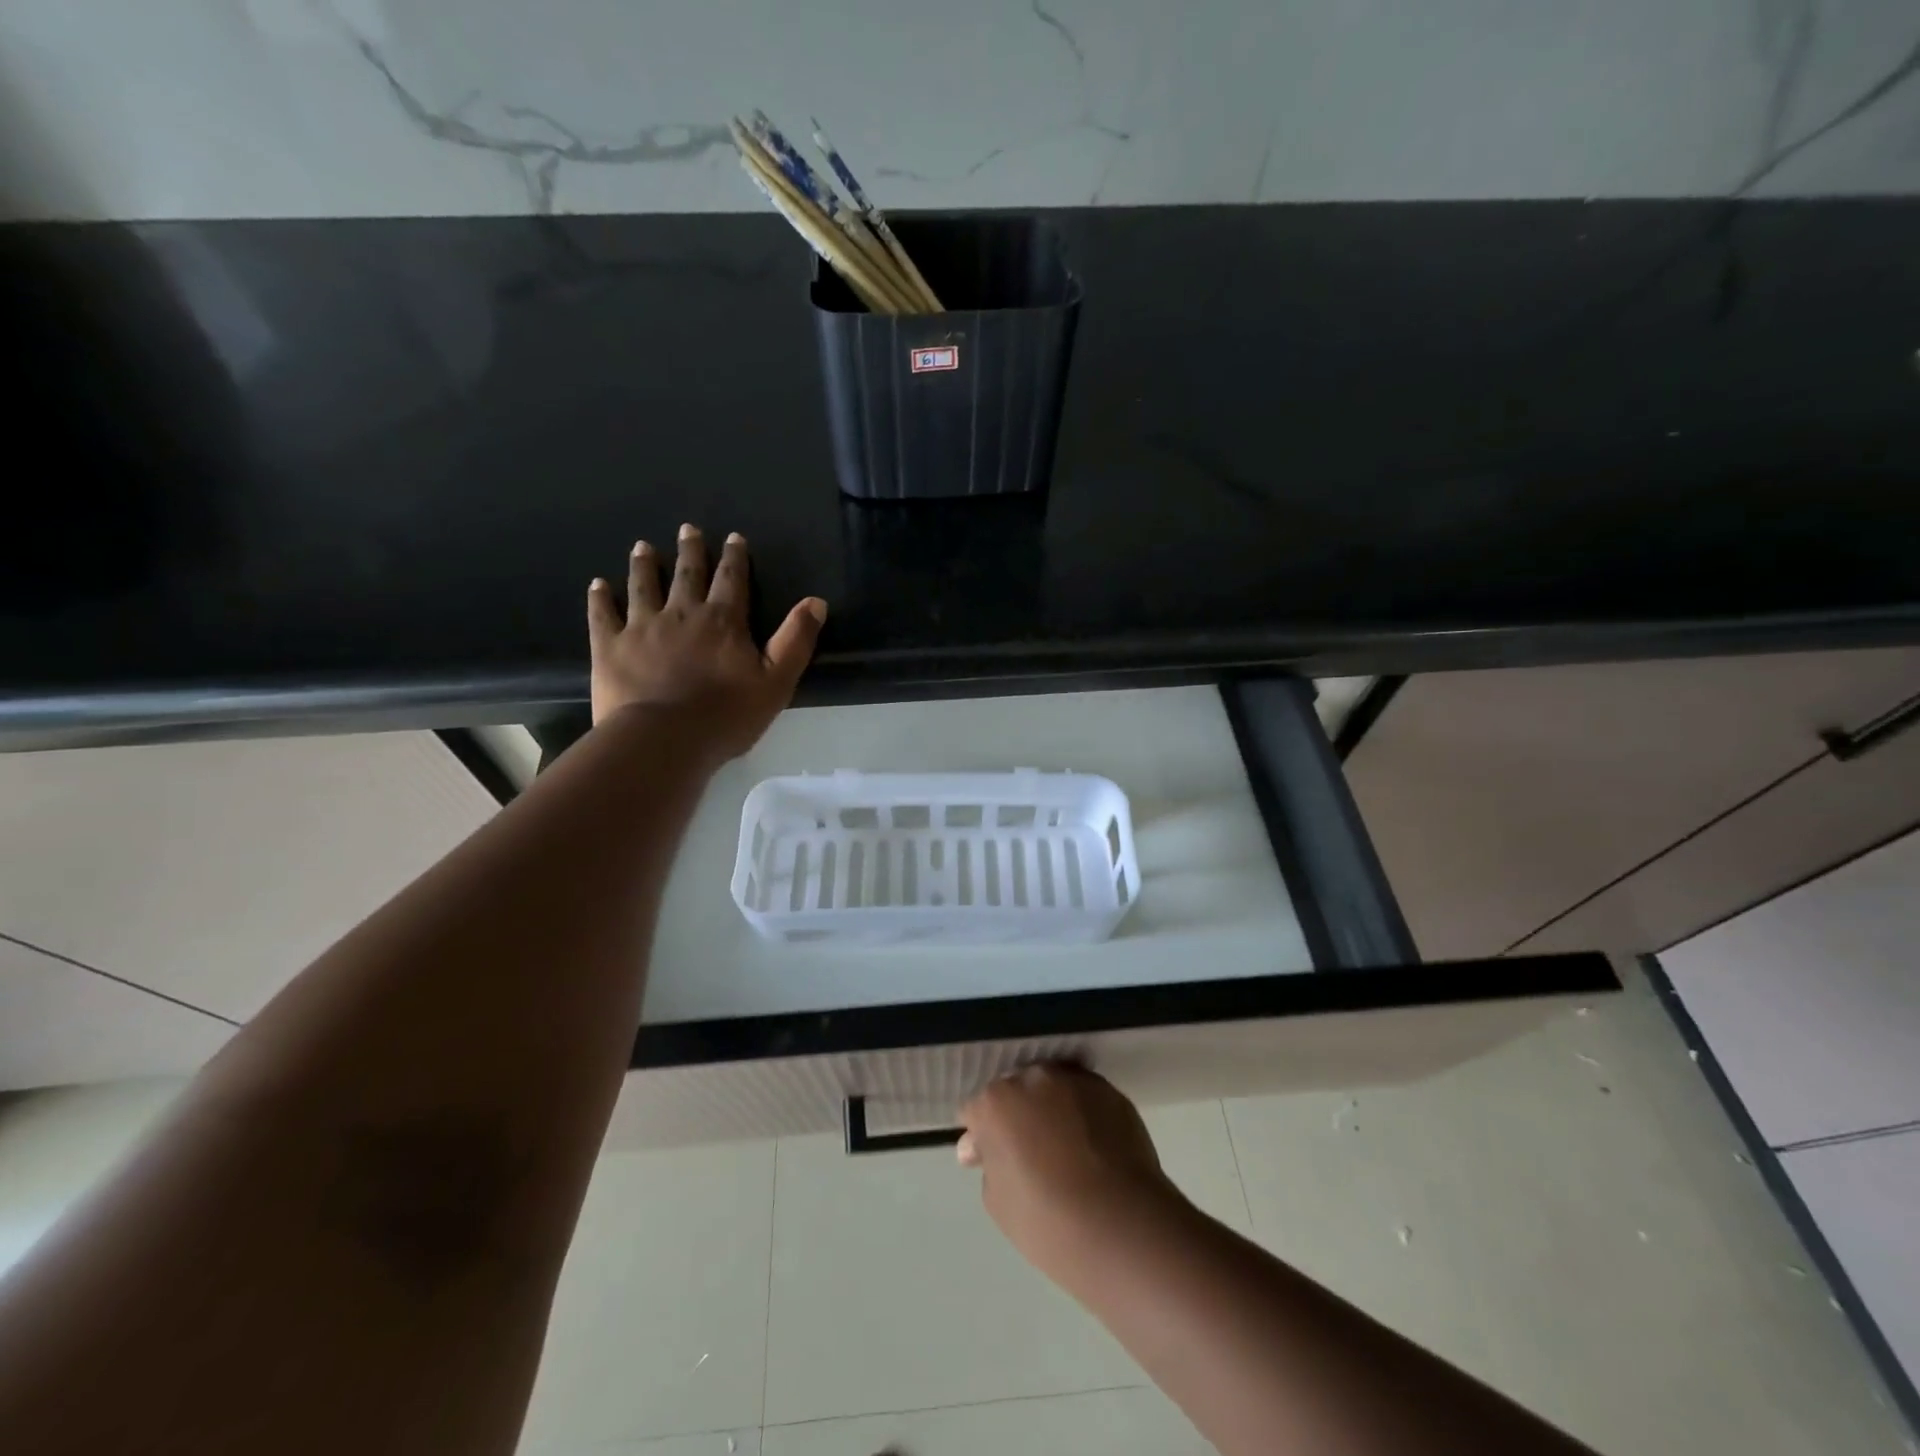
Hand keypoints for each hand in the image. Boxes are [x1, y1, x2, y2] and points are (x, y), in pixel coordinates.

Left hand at [586, 524, 826, 756]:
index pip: (732, 580)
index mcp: (723, 621)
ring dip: (644, 565)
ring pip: (643, 586)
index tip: (733, 537)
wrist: (664, 740)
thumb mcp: (776, 681)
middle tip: (687, 529)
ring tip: (643, 547)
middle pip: (687, 574)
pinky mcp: (610, 647)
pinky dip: (600, 598)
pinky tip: (598, 585)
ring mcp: (641, 627)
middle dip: (690, 551)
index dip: (734, 558)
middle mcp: (681, 613)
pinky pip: (603, 615)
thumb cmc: (727, 715)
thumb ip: (795, 640)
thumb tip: (816, 601)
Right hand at [956, 1065, 1181, 1283]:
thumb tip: (985, 1146)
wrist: (1122, 1226)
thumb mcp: (997, 1202)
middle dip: (1018, 1115)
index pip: (976, 1109)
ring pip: (1053, 1089)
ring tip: (1068, 1150)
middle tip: (1031, 1155)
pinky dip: (1084, 1116)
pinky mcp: (1110, 1091)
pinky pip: (1086, 1099)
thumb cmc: (1048, 1221)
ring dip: (1052, 1109)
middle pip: (1016, 1091)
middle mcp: (1033, 1078)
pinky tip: (1095, 1150)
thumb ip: (988, 1162)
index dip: (981, 1135)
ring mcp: (1075, 1081)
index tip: (992, 1161)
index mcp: (997, 1101)